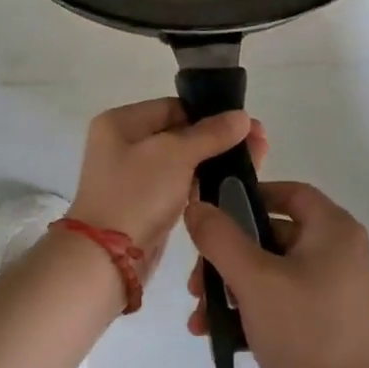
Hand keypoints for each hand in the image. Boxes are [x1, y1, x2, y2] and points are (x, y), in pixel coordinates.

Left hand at [68, 99, 251, 279]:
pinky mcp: (146, 205)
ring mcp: (134, 177)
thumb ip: (210, 134)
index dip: (210, 113)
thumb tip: (242, 116)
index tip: (246, 123)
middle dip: (219, 138)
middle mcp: (124, 145)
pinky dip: (202, 184)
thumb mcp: (175, 155)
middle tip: (260, 142)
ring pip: (183, 162)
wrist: (107, 259)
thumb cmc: (137, 195)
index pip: (173, 107)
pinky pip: (179, 186)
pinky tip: (233, 184)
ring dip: (215, 162)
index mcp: (121, 123)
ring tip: (256, 162)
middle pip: (180, 134)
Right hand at [184, 180, 368, 367]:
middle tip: (197, 282)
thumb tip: (196, 206)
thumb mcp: (254, 280)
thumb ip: (221, 238)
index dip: (248, 197)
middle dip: (227, 256)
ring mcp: (332, 284)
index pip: (288, 192)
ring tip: (201, 317)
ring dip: (230, 286)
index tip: (212, 216)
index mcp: (333, 229)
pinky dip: (250, 305)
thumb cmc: (305, 332)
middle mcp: (337, 249)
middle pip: (271, 233)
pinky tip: (218, 332)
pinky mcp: (324, 314)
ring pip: (269, 268)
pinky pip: (280, 294)